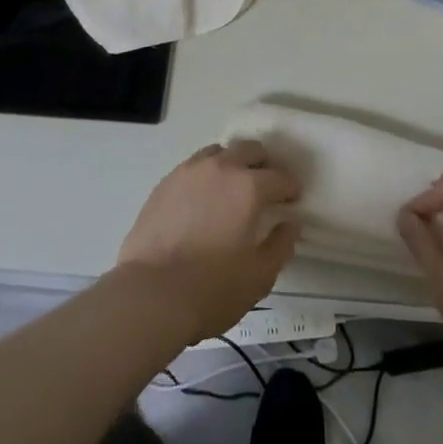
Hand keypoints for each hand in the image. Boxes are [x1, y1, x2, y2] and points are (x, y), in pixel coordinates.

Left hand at [116, 140, 300, 344]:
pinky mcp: (165, 182)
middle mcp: (221, 168)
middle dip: (264, 165)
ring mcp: (189, 171)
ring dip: (233, 163)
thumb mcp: (259, 277)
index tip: (293, 199)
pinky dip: (206, 175)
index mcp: (248, 187)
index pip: (279, 177)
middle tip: (266, 187)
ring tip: (232, 187)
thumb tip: (291, 223)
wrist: (149, 294)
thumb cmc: (211, 289)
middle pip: (250, 150)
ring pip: (219, 152)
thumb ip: (280, 246)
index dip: (291, 187)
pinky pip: (194, 166)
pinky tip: (203, 198)